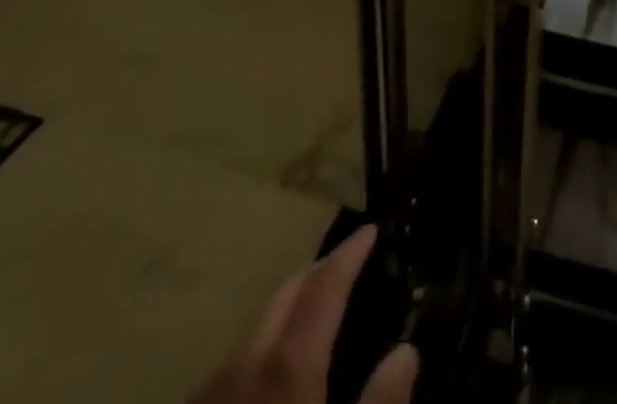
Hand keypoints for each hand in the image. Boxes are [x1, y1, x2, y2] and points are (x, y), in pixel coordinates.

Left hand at [190, 225, 418, 403]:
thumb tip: (406, 352)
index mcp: (288, 366)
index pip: (325, 286)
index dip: (349, 254)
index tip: (370, 230)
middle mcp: (246, 364)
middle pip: (285, 294)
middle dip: (318, 271)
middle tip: (347, 262)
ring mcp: (211, 393)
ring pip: (256, 327)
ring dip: (288, 308)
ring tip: (315, 311)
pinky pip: (235, 363)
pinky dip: (263, 345)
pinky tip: (272, 372)